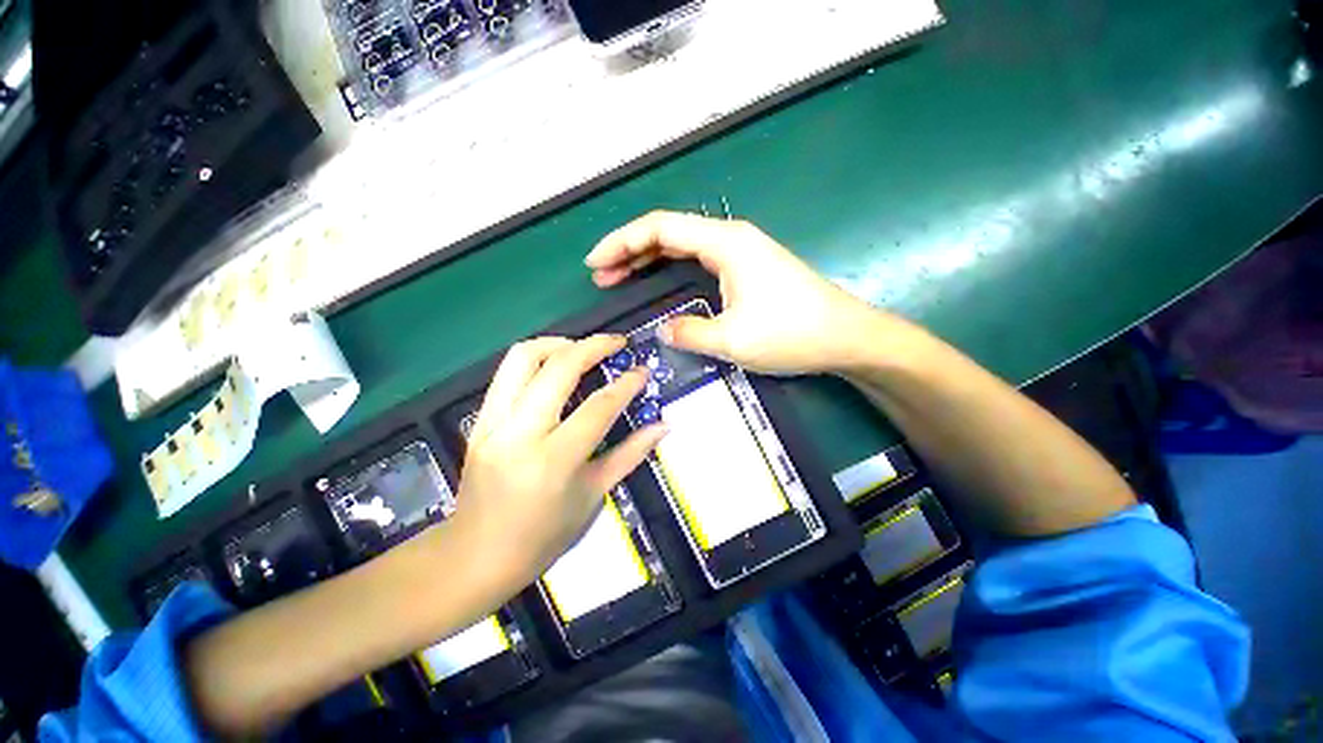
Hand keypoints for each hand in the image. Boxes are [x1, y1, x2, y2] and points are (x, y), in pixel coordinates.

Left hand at [453, 335, 665, 588]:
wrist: (475, 557)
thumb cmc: (543, 536)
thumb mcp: (593, 496)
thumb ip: (630, 454)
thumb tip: (663, 426)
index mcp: (554, 460)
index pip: (598, 406)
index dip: (626, 383)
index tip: (643, 370)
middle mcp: (520, 433)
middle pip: (559, 367)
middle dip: (594, 346)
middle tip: (617, 343)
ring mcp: (492, 423)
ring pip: (523, 357)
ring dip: (559, 343)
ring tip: (583, 349)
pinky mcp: (478, 421)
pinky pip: (507, 373)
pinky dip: (536, 359)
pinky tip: (555, 368)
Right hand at [586, 211, 917, 375]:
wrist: (846, 337)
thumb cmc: (792, 334)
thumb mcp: (732, 340)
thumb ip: (690, 333)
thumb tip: (665, 330)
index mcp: (725, 243)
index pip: (661, 228)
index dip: (622, 242)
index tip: (596, 263)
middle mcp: (731, 238)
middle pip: (669, 233)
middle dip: (630, 251)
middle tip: (602, 275)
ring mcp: (741, 253)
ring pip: (683, 247)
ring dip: (649, 260)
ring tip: (620, 277)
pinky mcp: (747, 269)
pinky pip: (699, 261)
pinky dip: (673, 270)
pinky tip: (660, 282)